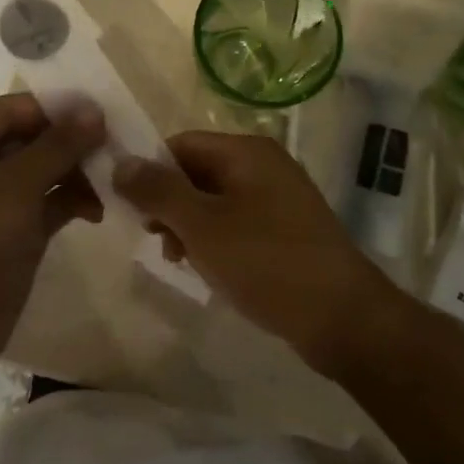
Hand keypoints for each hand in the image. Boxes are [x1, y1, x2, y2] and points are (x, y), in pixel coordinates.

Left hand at [0, 93, 105, 366]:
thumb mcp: (17, 185)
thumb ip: (58, 145)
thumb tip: (95, 110)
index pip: (12, 109)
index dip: (56, 108)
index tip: (102, 111)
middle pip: (29, 138)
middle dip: (71, 143)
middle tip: (115, 146)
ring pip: (42, 171)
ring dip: (76, 174)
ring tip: (112, 182)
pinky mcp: (12, 229)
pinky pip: (46, 202)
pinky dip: (70, 201)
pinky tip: (98, 210)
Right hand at [115, 132, 393, 373]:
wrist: (344, 318)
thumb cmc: (266, 262)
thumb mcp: (201, 225)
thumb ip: (157, 190)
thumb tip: (120, 162)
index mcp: (246, 152)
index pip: (180, 144)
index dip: (150, 171)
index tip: (130, 208)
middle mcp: (265, 165)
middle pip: (197, 171)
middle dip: (168, 203)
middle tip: (154, 238)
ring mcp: (279, 198)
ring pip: (214, 200)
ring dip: (188, 225)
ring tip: (178, 259)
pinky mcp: (287, 229)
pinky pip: (237, 222)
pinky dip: (215, 239)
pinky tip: (207, 268)